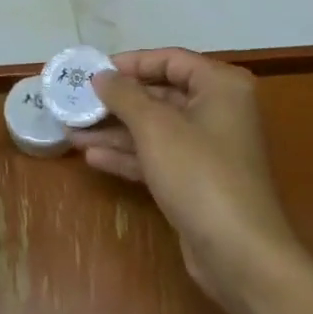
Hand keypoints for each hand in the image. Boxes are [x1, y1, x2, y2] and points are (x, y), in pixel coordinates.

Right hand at [73, 48, 299, 304]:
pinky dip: (129, 155)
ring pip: (155, 129)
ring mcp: (208, 149)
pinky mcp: (197, 181)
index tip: (93, 71)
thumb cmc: (199, 174)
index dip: (130, 63)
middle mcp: (218, 111)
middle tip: (78, 103)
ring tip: (73, 131)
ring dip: (116, 131)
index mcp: (220, 86)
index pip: (170, 60)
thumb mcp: (155, 127)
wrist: (239, 253)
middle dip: (117, 102)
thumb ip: (124, 95)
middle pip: (160, 95)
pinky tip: (93, 157)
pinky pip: (158, 157)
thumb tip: (100, 75)